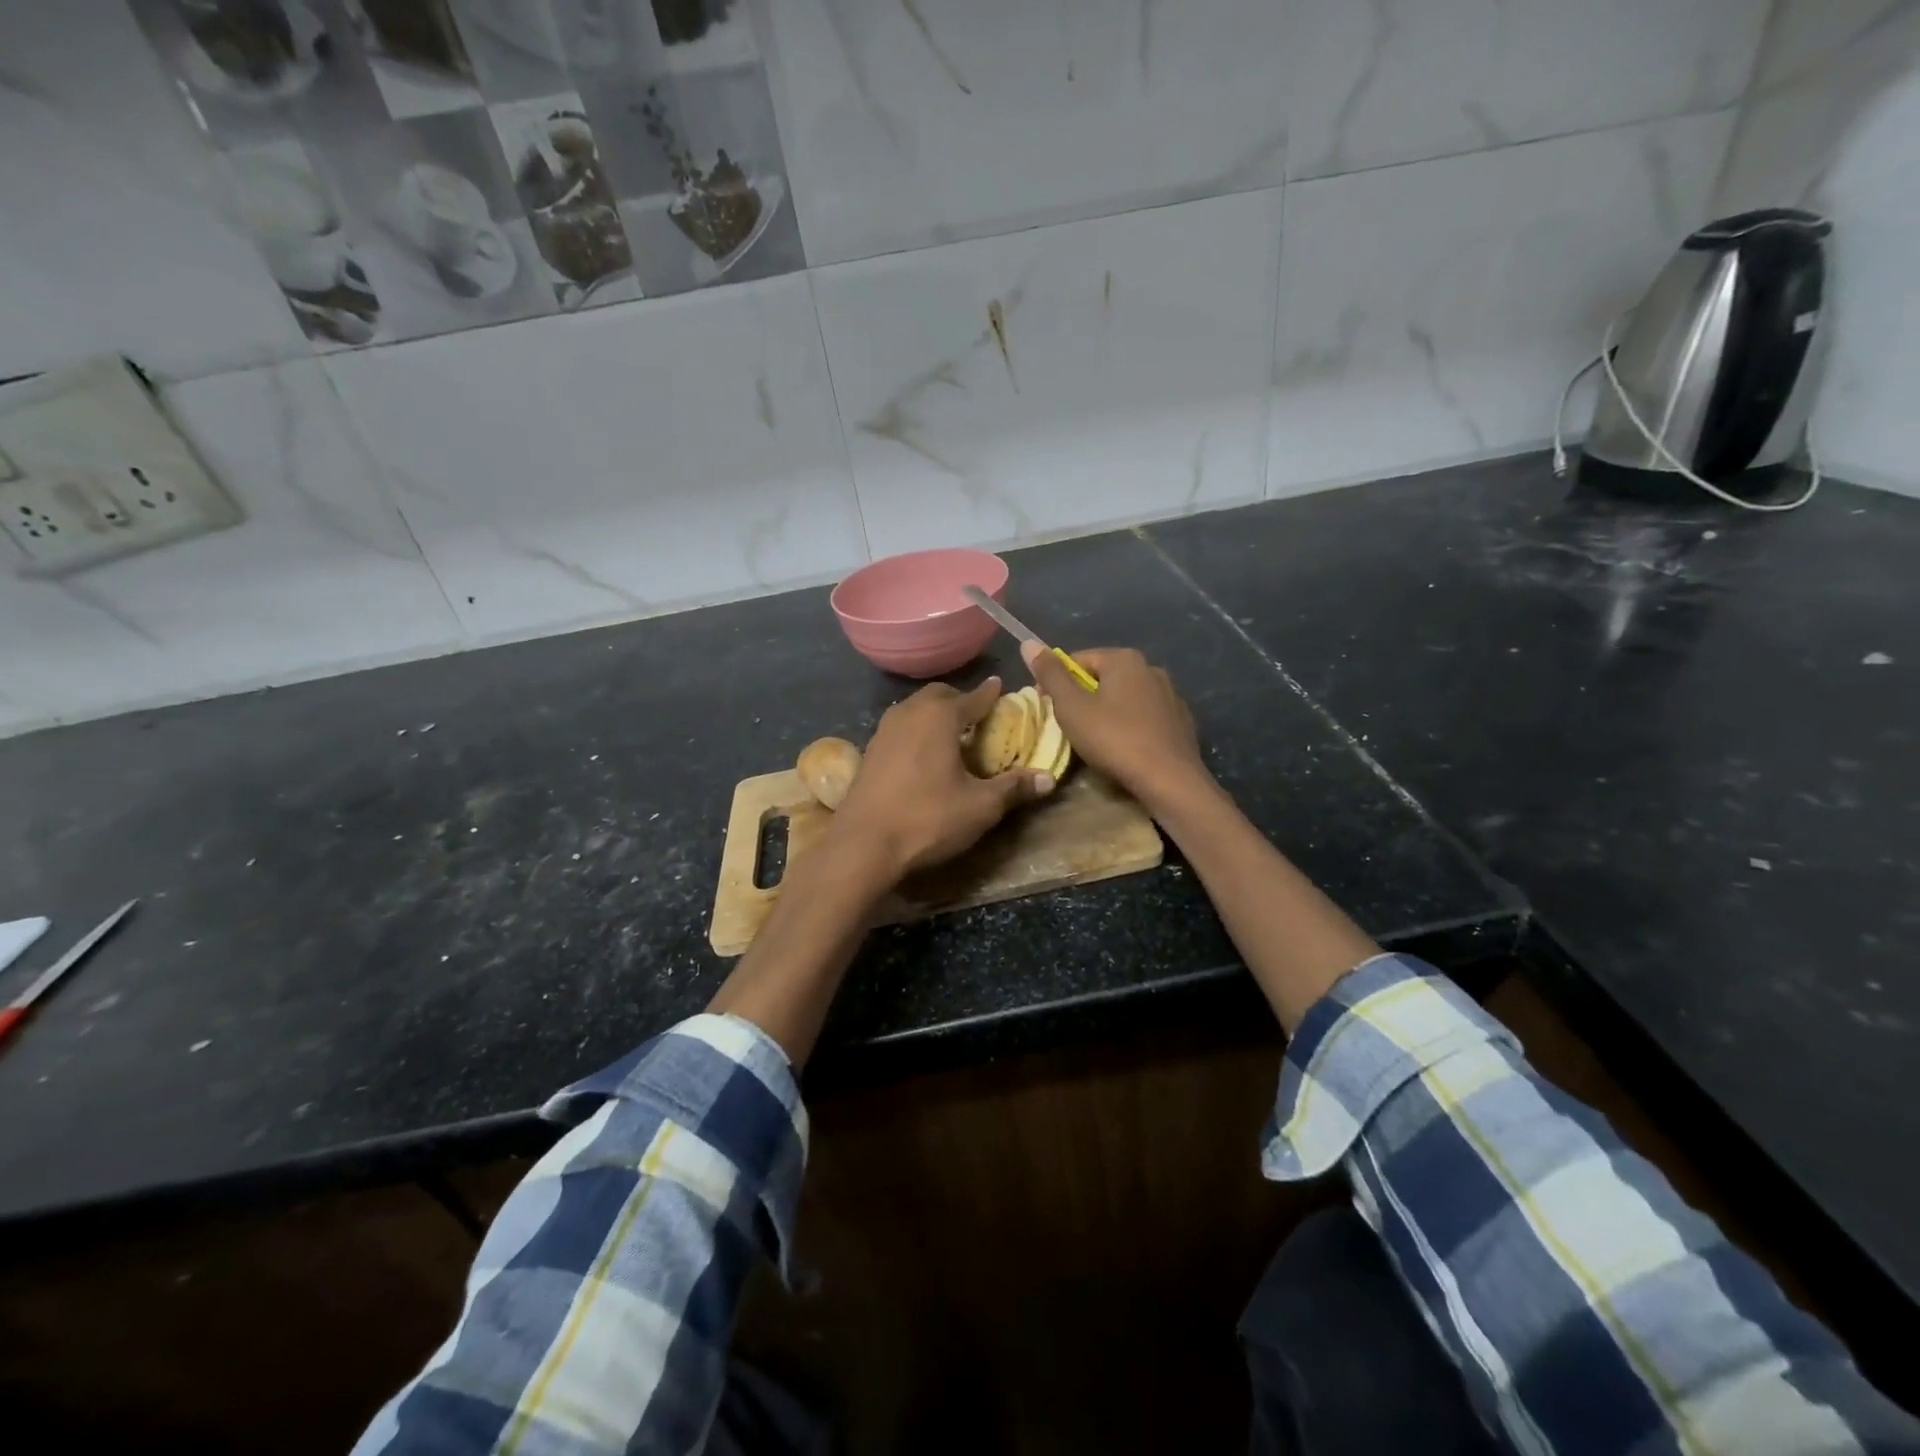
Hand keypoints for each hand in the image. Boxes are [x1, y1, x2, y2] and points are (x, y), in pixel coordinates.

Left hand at [831, 677, 1052, 879]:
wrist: (863, 845)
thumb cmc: (927, 818)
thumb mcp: (980, 806)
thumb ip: (1014, 788)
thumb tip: (1048, 778)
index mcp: (939, 716)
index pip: (973, 697)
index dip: (990, 695)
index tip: (1001, 689)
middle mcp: (909, 713)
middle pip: (939, 695)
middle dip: (960, 700)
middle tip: (978, 716)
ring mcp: (883, 731)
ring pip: (915, 710)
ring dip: (935, 715)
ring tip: (952, 734)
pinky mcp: (869, 751)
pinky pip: (900, 728)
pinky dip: (916, 731)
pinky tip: (923, 755)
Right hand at [1022, 643, 1208, 811]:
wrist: (1170, 780)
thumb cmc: (1114, 740)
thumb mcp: (1072, 708)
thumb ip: (1051, 675)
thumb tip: (1029, 643)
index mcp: (1124, 659)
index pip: (1078, 660)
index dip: (1057, 682)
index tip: (1047, 708)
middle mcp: (1151, 668)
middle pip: (1104, 677)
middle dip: (1084, 697)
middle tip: (1069, 726)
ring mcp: (1171, 695)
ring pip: (1126, 697)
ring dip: (1108, 711)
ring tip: (1096, 740)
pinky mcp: (1181, 720)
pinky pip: (1145, 716)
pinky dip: (1131, 726)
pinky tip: (1125, 748)